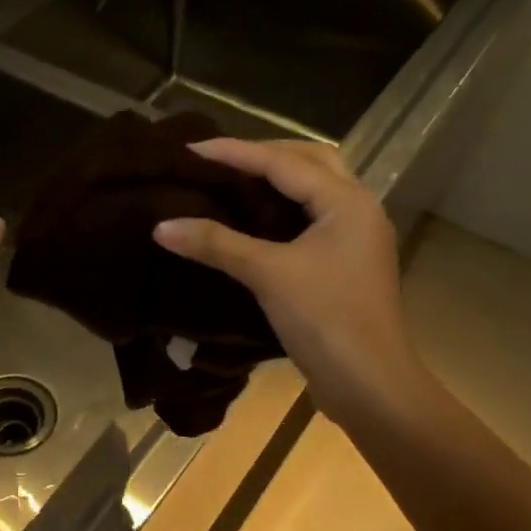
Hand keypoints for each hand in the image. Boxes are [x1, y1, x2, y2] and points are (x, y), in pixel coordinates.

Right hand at [152, 139, 422, 430]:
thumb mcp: (268, 274)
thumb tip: (161, 226)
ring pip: (316, 191)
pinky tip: (257, 222)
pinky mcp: (348, 265)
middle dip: (265, 155)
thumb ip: (217, 244)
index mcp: (346, 201)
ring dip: (279, 181)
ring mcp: (357, 239)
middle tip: (220, 161)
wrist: (369, 382)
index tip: (192, 148)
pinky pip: (314, 220)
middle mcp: (358, 209)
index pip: (284, 162)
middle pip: (310, 162)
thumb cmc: (325, 319)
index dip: (236, 152)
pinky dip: (285, 211)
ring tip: (234, 183)